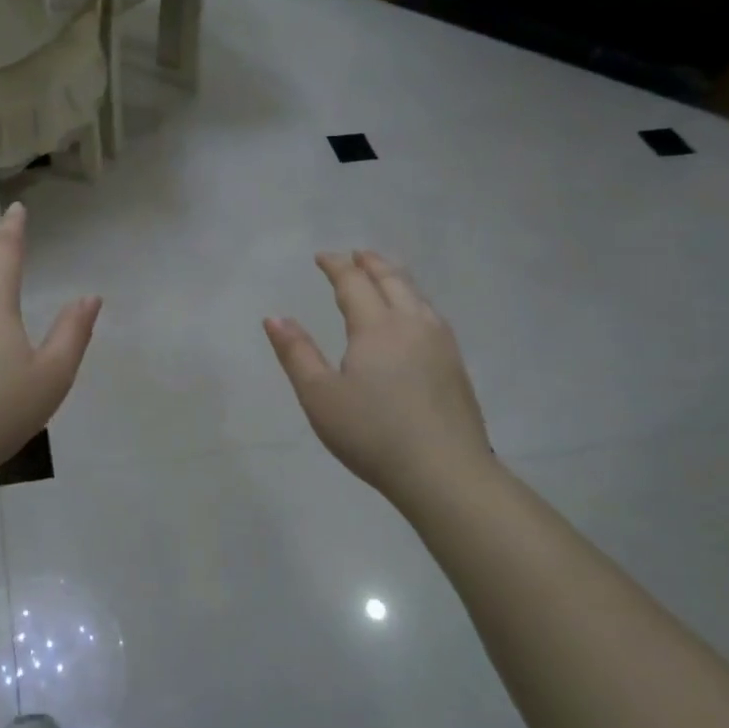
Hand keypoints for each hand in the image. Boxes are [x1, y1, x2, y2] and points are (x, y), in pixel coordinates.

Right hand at [264, 250, 495, 502]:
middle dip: (370, 263)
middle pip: (392, 280)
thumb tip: (273, 317)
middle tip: (355, 255)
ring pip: (417, 295)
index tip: (322, 257)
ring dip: (396, 277)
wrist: (445, 472)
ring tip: (384, 274)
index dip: (336, 266)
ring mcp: (440, 343)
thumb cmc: (372, 433)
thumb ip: (296, 353)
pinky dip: (414, 298)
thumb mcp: (319, 396)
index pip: (353, 283)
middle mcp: (412, 323)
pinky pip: (431, 313)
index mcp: (377, 326)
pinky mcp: (455, 364)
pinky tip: (414, 315)